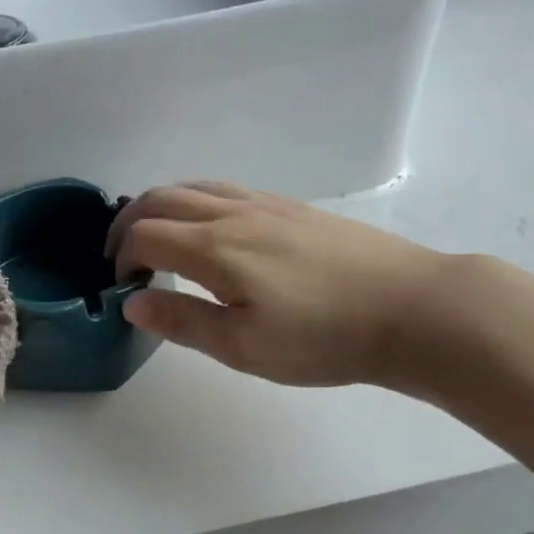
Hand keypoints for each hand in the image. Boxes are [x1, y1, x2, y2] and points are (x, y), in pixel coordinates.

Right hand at [107, 182, 447, 388]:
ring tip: (154, 238)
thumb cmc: (324, 337)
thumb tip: (131, 302)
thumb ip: (183, 320)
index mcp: (214, 248)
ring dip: (159, 206)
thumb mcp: (245, 347)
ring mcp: (264, 203)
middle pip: (159, 199)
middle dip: (127, 224)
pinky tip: (207, 228)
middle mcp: (232, 213)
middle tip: (122, 258)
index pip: (144, 235)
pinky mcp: (290, 206)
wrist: (413, 308)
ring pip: (191, 187)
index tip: (121, 287)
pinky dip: (192, 200)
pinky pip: (222, 188)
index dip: (120, 258)